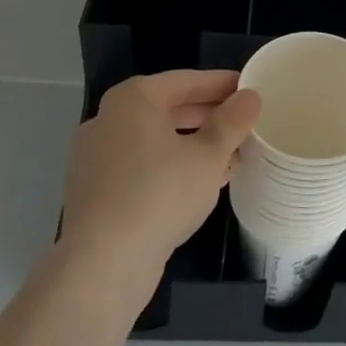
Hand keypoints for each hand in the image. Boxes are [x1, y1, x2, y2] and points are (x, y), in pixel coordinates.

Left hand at [60, 70, 259, 286]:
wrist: (103, 264)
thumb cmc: (160, 194)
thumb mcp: (210, 155)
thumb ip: (233, 122)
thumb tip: (250, 97)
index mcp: (134, 99)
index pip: (187, 81)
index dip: (222, 84)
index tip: (250, 89)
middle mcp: (108, 119)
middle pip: (169, 108)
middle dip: (208, 116)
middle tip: (243, 123)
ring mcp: (95, 156)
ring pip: (155, 139)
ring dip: (192, 144)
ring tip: (228, 156)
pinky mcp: (94, 190)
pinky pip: (140, 165)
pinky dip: (169, 166)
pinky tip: (198, 184)